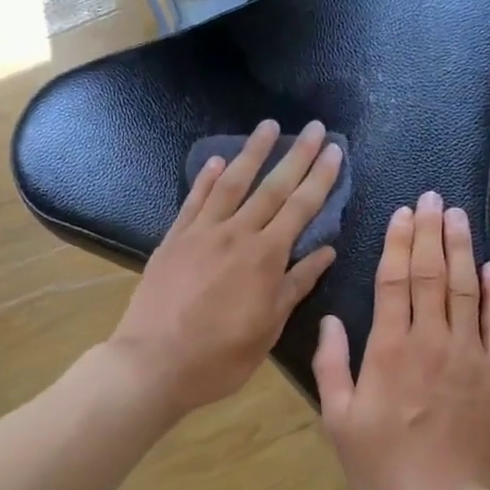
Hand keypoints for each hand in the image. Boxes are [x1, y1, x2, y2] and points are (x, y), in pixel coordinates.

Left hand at [108, 120, 342, 414]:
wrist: (154, 363)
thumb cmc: (219, 357)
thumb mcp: (268, 328)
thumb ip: (295, 285)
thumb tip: (325, 252)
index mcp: (265, 257)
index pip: (300, 208)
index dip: (320, 178)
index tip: (334, 151)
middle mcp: (236, 234)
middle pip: (271, 187)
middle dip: (296, 155)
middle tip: (314, 127)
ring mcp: (200, 233)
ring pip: (231, 183)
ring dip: (252, 153)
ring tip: (268, 126)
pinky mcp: (173, 239)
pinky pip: (194, 201)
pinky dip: (206, 179)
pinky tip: (217, 161)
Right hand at [312, 191, 489, 489]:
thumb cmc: (383, 465)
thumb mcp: (338, 420)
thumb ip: (331, 365)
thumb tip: (330, 319)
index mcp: (390, 350)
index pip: (396, 281)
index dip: (399, 243)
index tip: (403, 213)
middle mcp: (432, 341)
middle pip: (433, 274)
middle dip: (432, 233)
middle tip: (433, 198)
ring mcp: (471, 355)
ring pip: (467, 289)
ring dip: (462, 249)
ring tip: (458, 216)